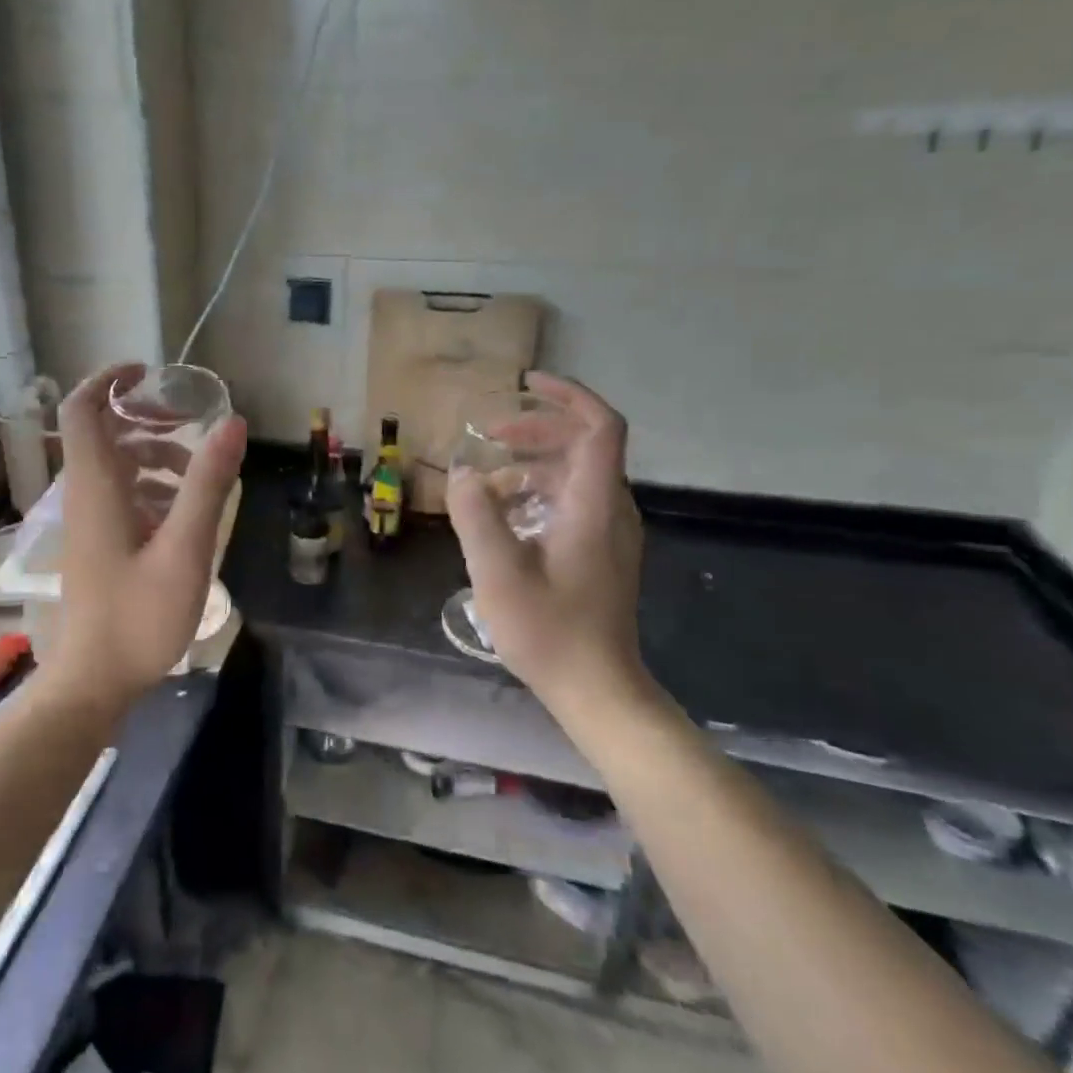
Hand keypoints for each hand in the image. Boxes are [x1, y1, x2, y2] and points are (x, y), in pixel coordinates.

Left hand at [53, 363, 246, 699]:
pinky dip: (152, 490)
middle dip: (146, 421)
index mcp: (97, 487)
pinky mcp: (98, 545)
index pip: (82, 410)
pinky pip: (122, 497)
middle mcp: (86, 495)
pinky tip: (184, 515)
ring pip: (117, 467)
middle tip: (189, 424)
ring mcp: (89, 523)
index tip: (147, 372)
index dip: (108, 380)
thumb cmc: (138, 616)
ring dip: (155, 458)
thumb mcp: (185, 549)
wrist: (94, 682)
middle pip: (104, 434)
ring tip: (197, 477)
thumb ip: (207, 484)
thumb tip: (233, 423)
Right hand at [445, 375, 647, 716]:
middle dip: (534, 431)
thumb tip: (462, 473)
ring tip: (485, 481)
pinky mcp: (600, 553)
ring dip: (530, 465)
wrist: (596, 689)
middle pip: (582, 446)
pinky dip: (536, 494)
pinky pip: (571, 502)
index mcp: (594, 505)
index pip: (599, 428)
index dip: (568, 396)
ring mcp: (609, 533)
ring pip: (574, 475)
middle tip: (487, 437)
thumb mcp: (497, 571)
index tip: (526, 384)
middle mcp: (610, 510)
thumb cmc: (549, 630)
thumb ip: (476, 515)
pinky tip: (503, 518)